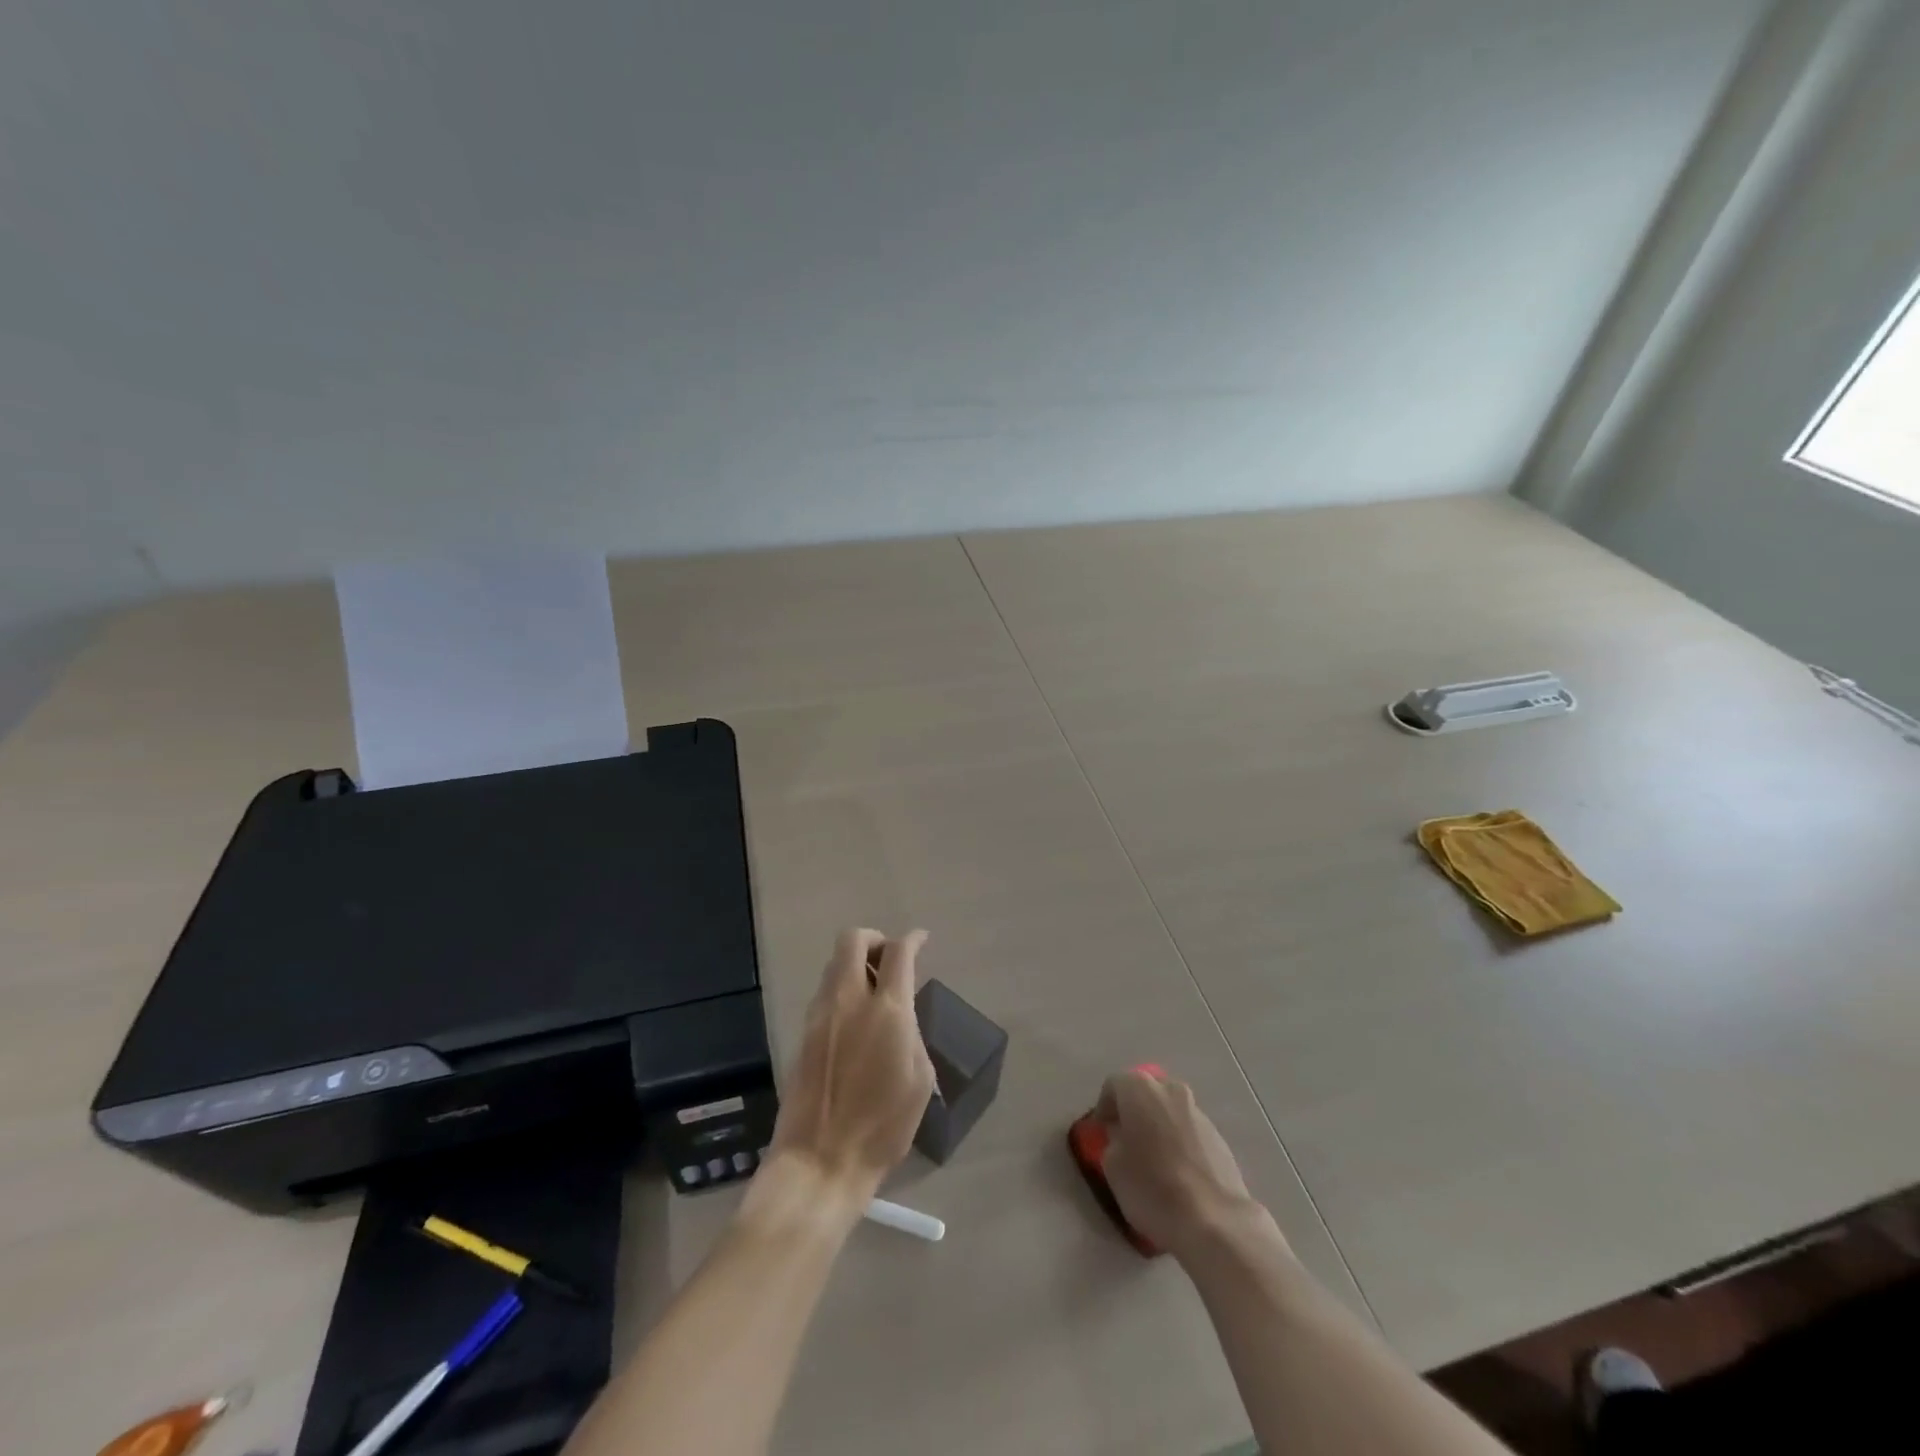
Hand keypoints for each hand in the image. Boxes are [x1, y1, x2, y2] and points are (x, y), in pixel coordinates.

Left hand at [767, 928, 936, 1203]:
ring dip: (855, 963)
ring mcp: (820, 1014)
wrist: (821, 1160)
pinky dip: (842, 988)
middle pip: (853, 940)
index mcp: (887, 1011)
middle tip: (890, 958)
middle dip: (874, 939)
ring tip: (874, 990)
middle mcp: (849, 1000)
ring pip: (834, 964)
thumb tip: (902, 1013)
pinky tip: (855, 1016)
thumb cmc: (882, 1126)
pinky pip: (824, 991)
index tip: (921, 940)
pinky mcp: (803, 1032)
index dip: (912, 939)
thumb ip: (911, 1032)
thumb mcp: (919, 1079)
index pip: (898, 953)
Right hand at [1094, 1069, 1267, 1260]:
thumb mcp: (1112, 1166)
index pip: (1113, 1085)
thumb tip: (1123, 1136)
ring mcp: (1198, 1111)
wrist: (1215, 1221)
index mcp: (1140, 1088)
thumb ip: (1113, 1140)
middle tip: (1125, 1140)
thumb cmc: (1152, 1187)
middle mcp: (1170, 1090)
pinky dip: (1179, 1143)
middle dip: (1134, 1111)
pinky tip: (1177, 1173)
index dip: (1104, 1107)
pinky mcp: (1218, 1136)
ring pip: (1169, 1110)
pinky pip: (1188, 1131)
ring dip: (1158, 1126)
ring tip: (1153, 1159)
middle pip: (1145, 1092)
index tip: (1101, 1132)